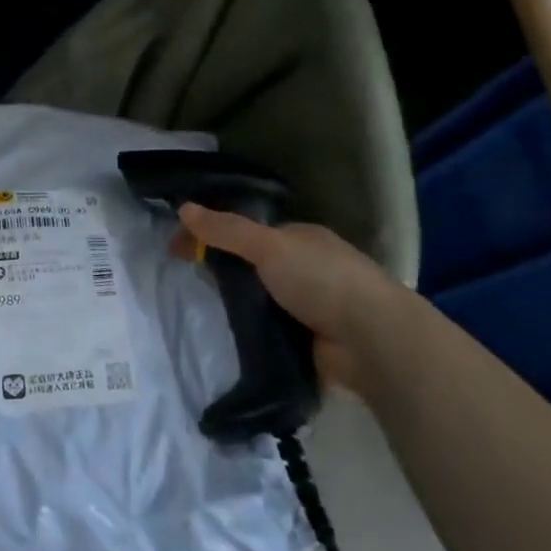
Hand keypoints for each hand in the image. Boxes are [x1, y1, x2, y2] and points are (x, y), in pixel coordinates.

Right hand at [176, 203, 409, 391]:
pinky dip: (251, 334)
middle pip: (253, 265)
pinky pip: (269, 332)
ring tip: (200, 311)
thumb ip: (226, 229)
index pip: (248, 231)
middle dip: (223, 271)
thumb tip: (183, 207)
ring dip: (237, 305)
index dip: (212, 234)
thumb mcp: (268, 245)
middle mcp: (306, 268)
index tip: (178, 248)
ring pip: (260, 300)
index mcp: (301, 238)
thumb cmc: (322, 279)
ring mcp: (310, 307)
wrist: (372, 341)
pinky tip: (227, 338)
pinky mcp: (310, 342)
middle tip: (187, 280)